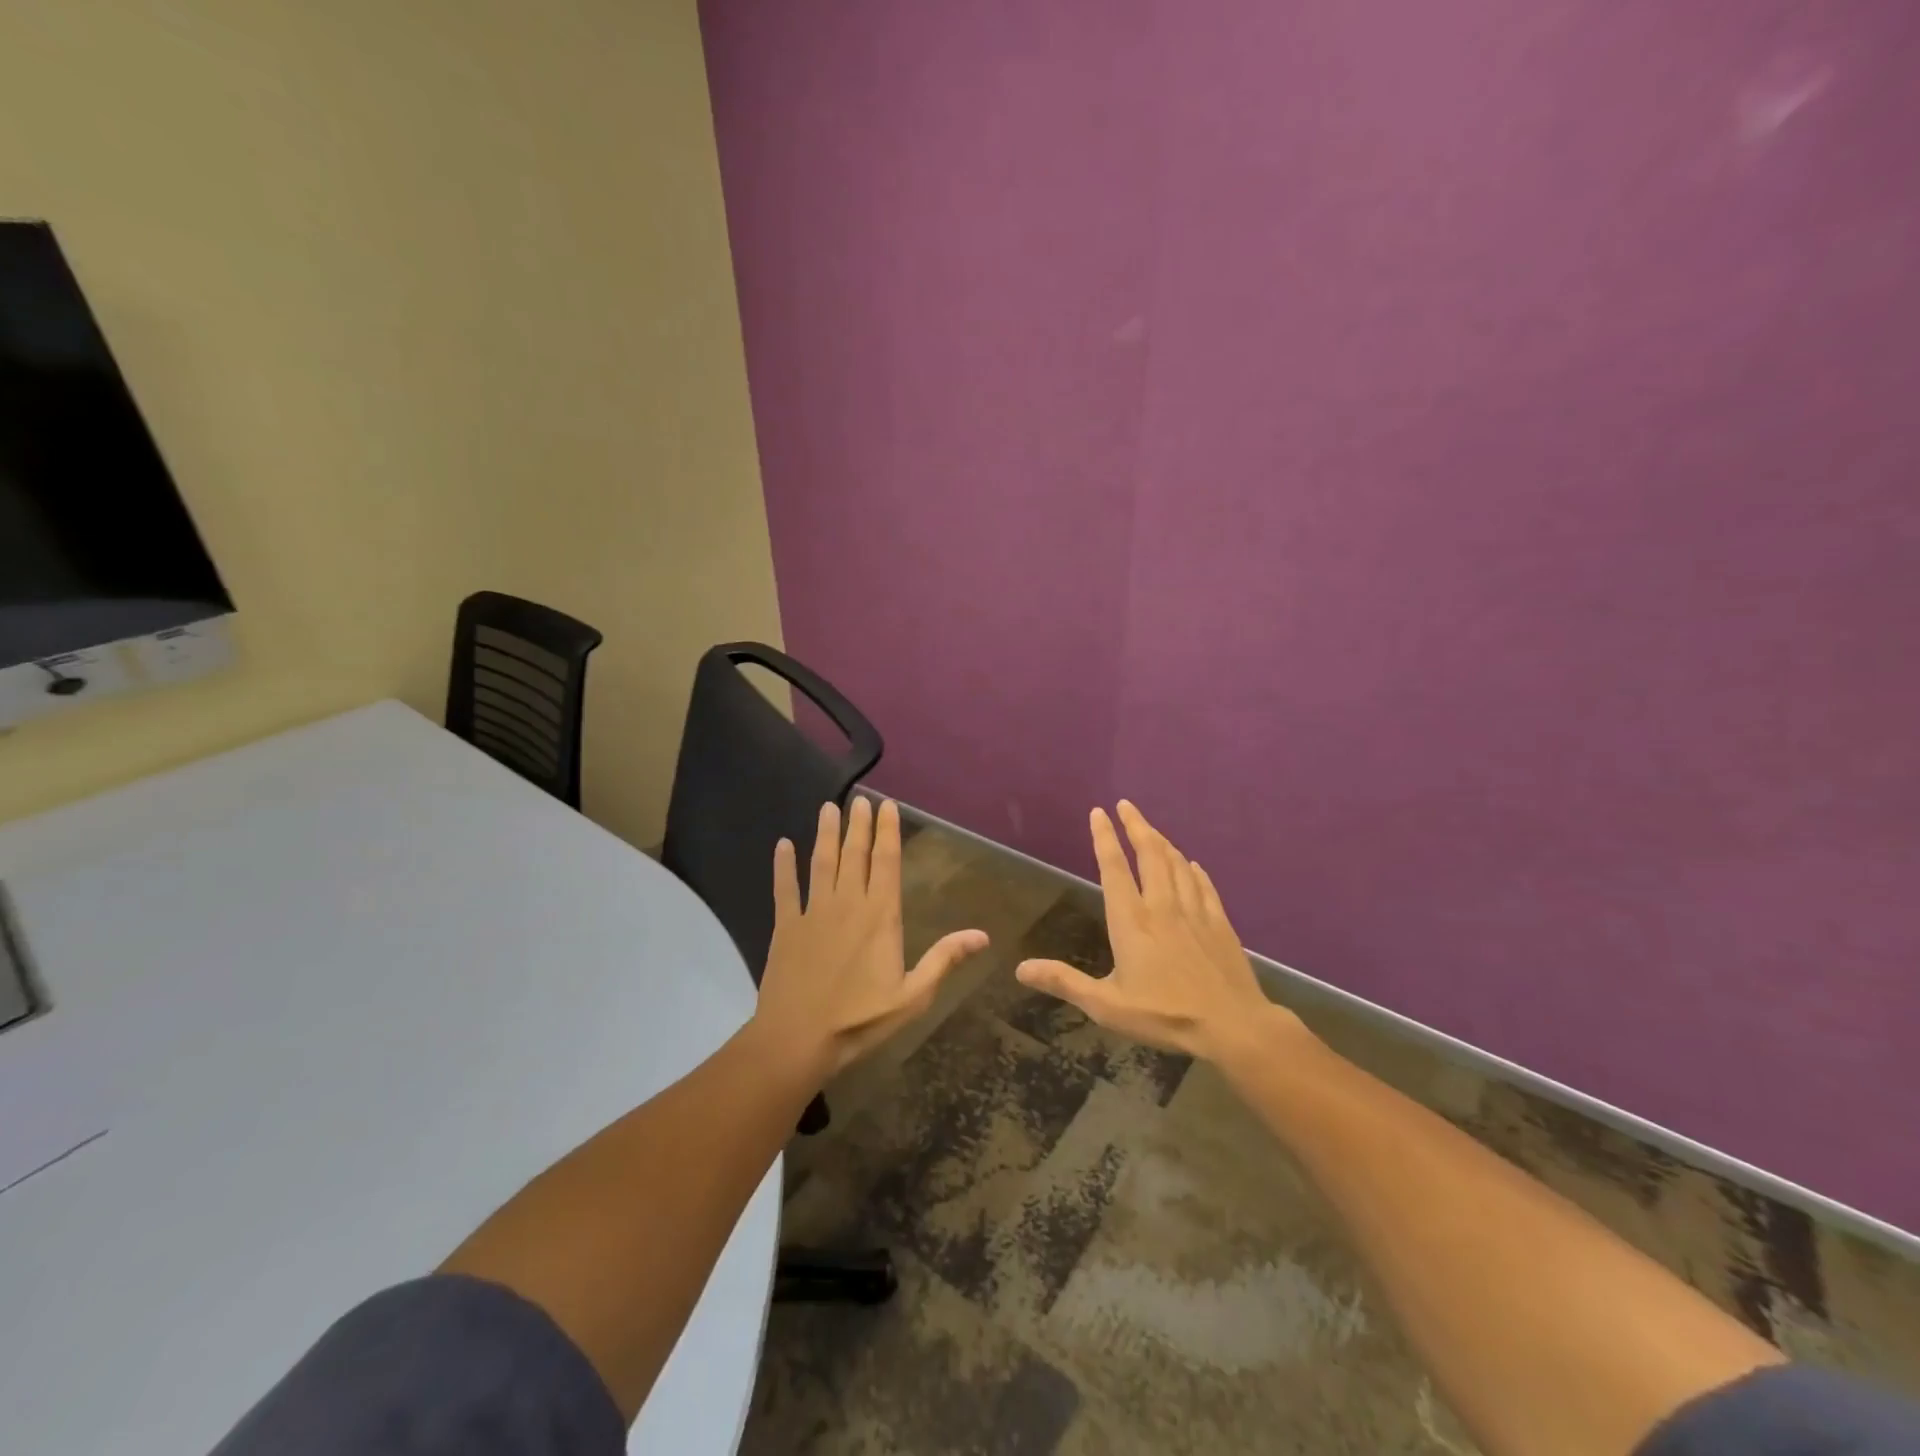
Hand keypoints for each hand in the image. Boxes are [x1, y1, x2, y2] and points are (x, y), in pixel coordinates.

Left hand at [753, 796, 989, 1083]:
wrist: (797, 1039)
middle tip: (859, 798)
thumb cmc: (860, 1020)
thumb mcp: (913, 996)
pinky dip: (783, 866)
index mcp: (880, 916)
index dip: (888, 831)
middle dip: (859, 824)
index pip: (887, 862)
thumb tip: (982, 935)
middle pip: (855, 854)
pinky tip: (782, 845)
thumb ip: (944, 960)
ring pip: (821, 862)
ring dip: (826, 833)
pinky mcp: (786, 926)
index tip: (887, 805)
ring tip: (829, 807)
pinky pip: (785, 888)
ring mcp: (813, 912)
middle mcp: (847, 903)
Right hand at [1016, 800, 1298, 1063]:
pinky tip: (1192, 864)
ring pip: (1177, 864)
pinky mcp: (1219, 923)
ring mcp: (1194, 912)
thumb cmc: (1165, 1015)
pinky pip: (1204, 885)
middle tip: (1126, 805)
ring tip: (1151, 829)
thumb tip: (1021, 969)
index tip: (1099, 812)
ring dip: (1162, 842)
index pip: (1114, 868)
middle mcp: (1162, 906)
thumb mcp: (1106, 1005)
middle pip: (1149, 854)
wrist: (1233, 1025)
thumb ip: (1065, 982)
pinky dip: (1194, 869)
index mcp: (1132, 921)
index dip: (1104, 838)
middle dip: (1136, 826)